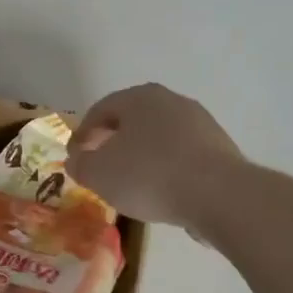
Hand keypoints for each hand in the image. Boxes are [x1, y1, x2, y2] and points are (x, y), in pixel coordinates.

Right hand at [66, 84, 244, 232]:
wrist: (218, 194)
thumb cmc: (150, 175)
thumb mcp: (100, 174)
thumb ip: (81, 165)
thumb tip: (75, 161)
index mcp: (140, 97)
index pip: (101, 109)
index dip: (82, 134)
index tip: (74, 157)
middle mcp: (172, 101)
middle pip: (133, 120)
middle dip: (113, 142)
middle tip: (100, 167)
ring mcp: (200, 124)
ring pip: (159, 138)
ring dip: (141, 156)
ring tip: (130, 184)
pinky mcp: (219, 149)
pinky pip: (181, 156)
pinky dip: (166, 169)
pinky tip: (161, 192)